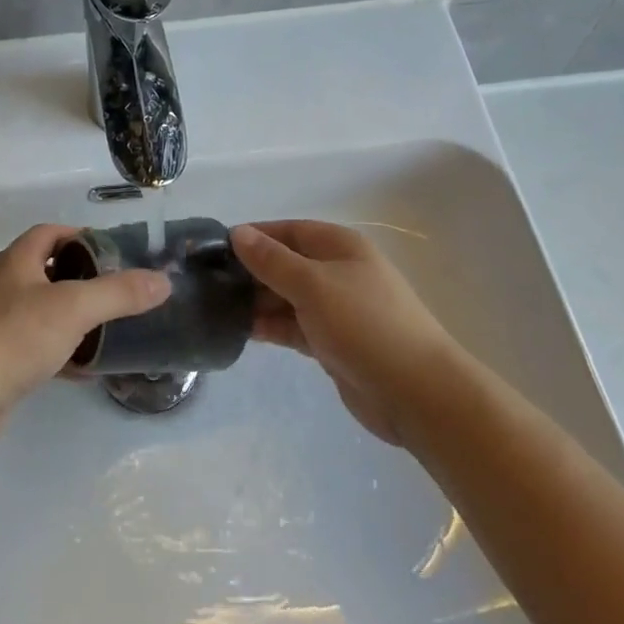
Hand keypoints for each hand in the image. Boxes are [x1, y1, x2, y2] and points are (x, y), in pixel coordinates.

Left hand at [0, 225, 170, 450]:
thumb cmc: (15, 337)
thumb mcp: (74, 308)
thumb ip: (119, 293)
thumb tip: (163, 281)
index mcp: (18, 261)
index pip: (51, 232)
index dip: (82, 236)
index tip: (115, 252)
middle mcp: (6, 285)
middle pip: (50, 270)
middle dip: (85, 278)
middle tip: (121, 291)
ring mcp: (0, 323)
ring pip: (46, 310)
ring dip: (76, 317)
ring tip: (112, 327)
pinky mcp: (1, 358)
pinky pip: (40, 345)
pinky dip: (65, 351)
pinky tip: (89, 368)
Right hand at [232, 220, 458, 447]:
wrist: (416, 393)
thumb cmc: (364, 325)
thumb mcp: (313, 285)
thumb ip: (272, 260)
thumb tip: (238, 233)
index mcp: (339, 247)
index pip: (288, 231)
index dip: (254, 236)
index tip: (214, 249)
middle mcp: (338, 272)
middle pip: (285, 264)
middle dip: (250, 271)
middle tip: (208, 283)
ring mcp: (336, 309)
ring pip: (286, 297)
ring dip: (257, 302)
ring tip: (216, 309)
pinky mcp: (332, 343)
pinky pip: (293, 326)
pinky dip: (271, 327)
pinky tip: (241, 332)